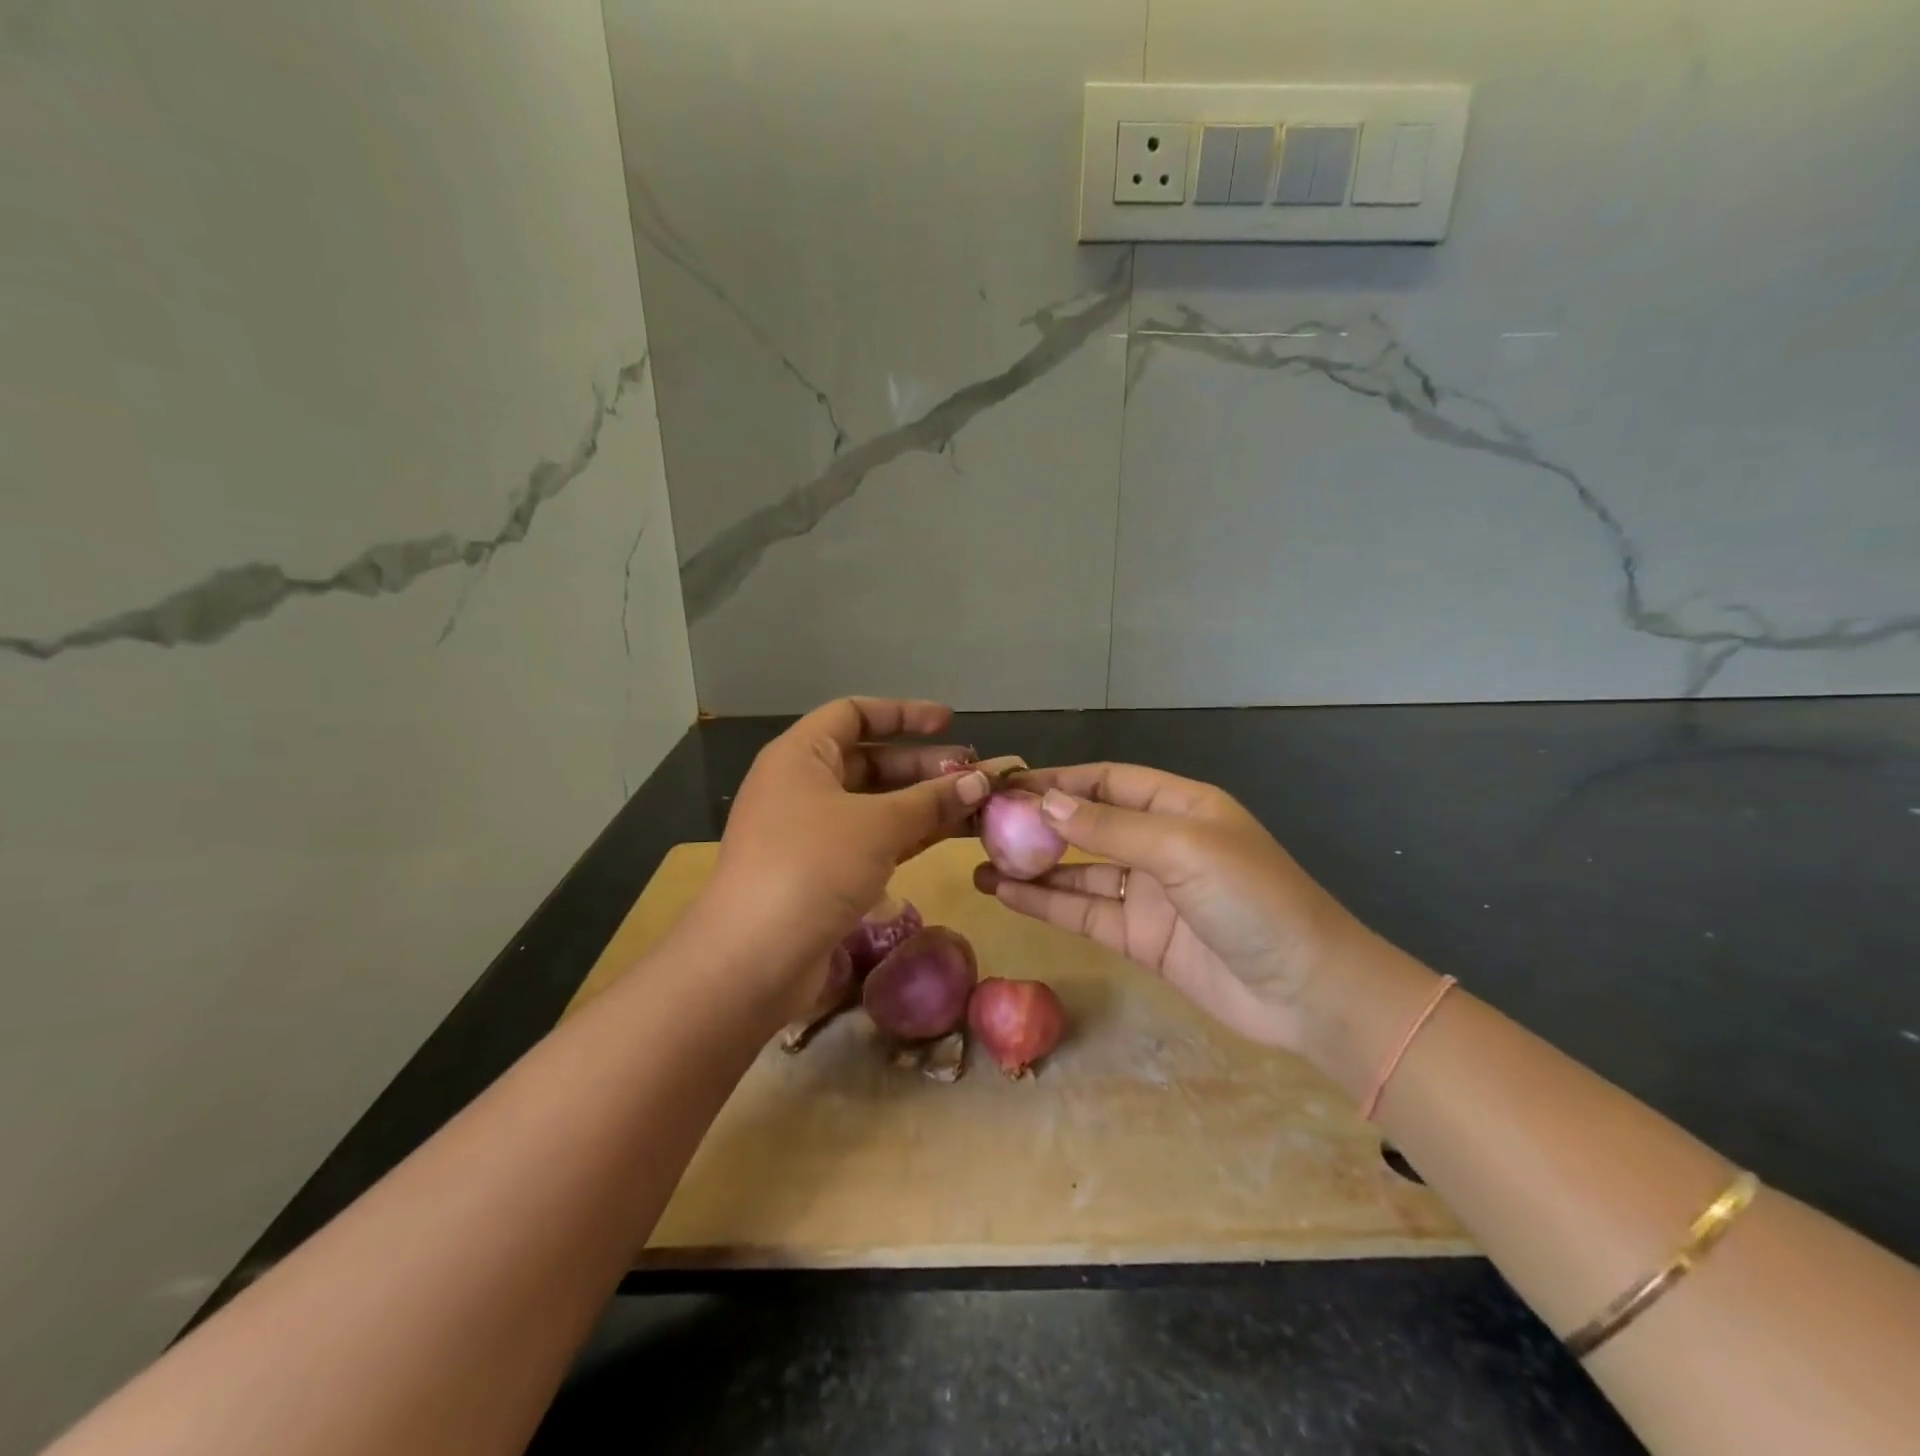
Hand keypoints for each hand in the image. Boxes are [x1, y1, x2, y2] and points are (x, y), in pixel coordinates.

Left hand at [696, 698, 998, 1020]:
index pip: (854, 714)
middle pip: (871, 761)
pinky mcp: (823, 873)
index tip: (949, 723)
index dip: (903, 713)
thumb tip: (981, 780)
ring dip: (925, 803)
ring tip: (977, 805)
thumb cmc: (811, 867)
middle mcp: (803, 786)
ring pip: (877, 804)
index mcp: (801, 756)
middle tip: (976, 775)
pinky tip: (951, 835)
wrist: (751, 960)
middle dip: (924, 766)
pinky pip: (874, 839)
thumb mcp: (877, 825)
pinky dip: (911, 835)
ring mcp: (812, 833)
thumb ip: (932, 799)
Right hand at [973, 763, 1359, 1051]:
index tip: (1006, 784)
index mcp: (1178, 806)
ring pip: (1077, 871)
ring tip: (978, 861)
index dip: (1058, 780)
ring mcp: (1146, 891)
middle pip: (1087, 824)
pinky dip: (1045, 903)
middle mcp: (1158, 842)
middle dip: (1037, 823)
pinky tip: (1005, 894)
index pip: (1106, 781)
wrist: (1306, 992)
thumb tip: (1045, 803)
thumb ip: (1110, 828)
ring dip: (1032, 866)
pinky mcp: (1137, 936)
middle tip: (980, 826)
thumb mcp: (1182, 850)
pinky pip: (1083, 912)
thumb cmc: (1252, 899)